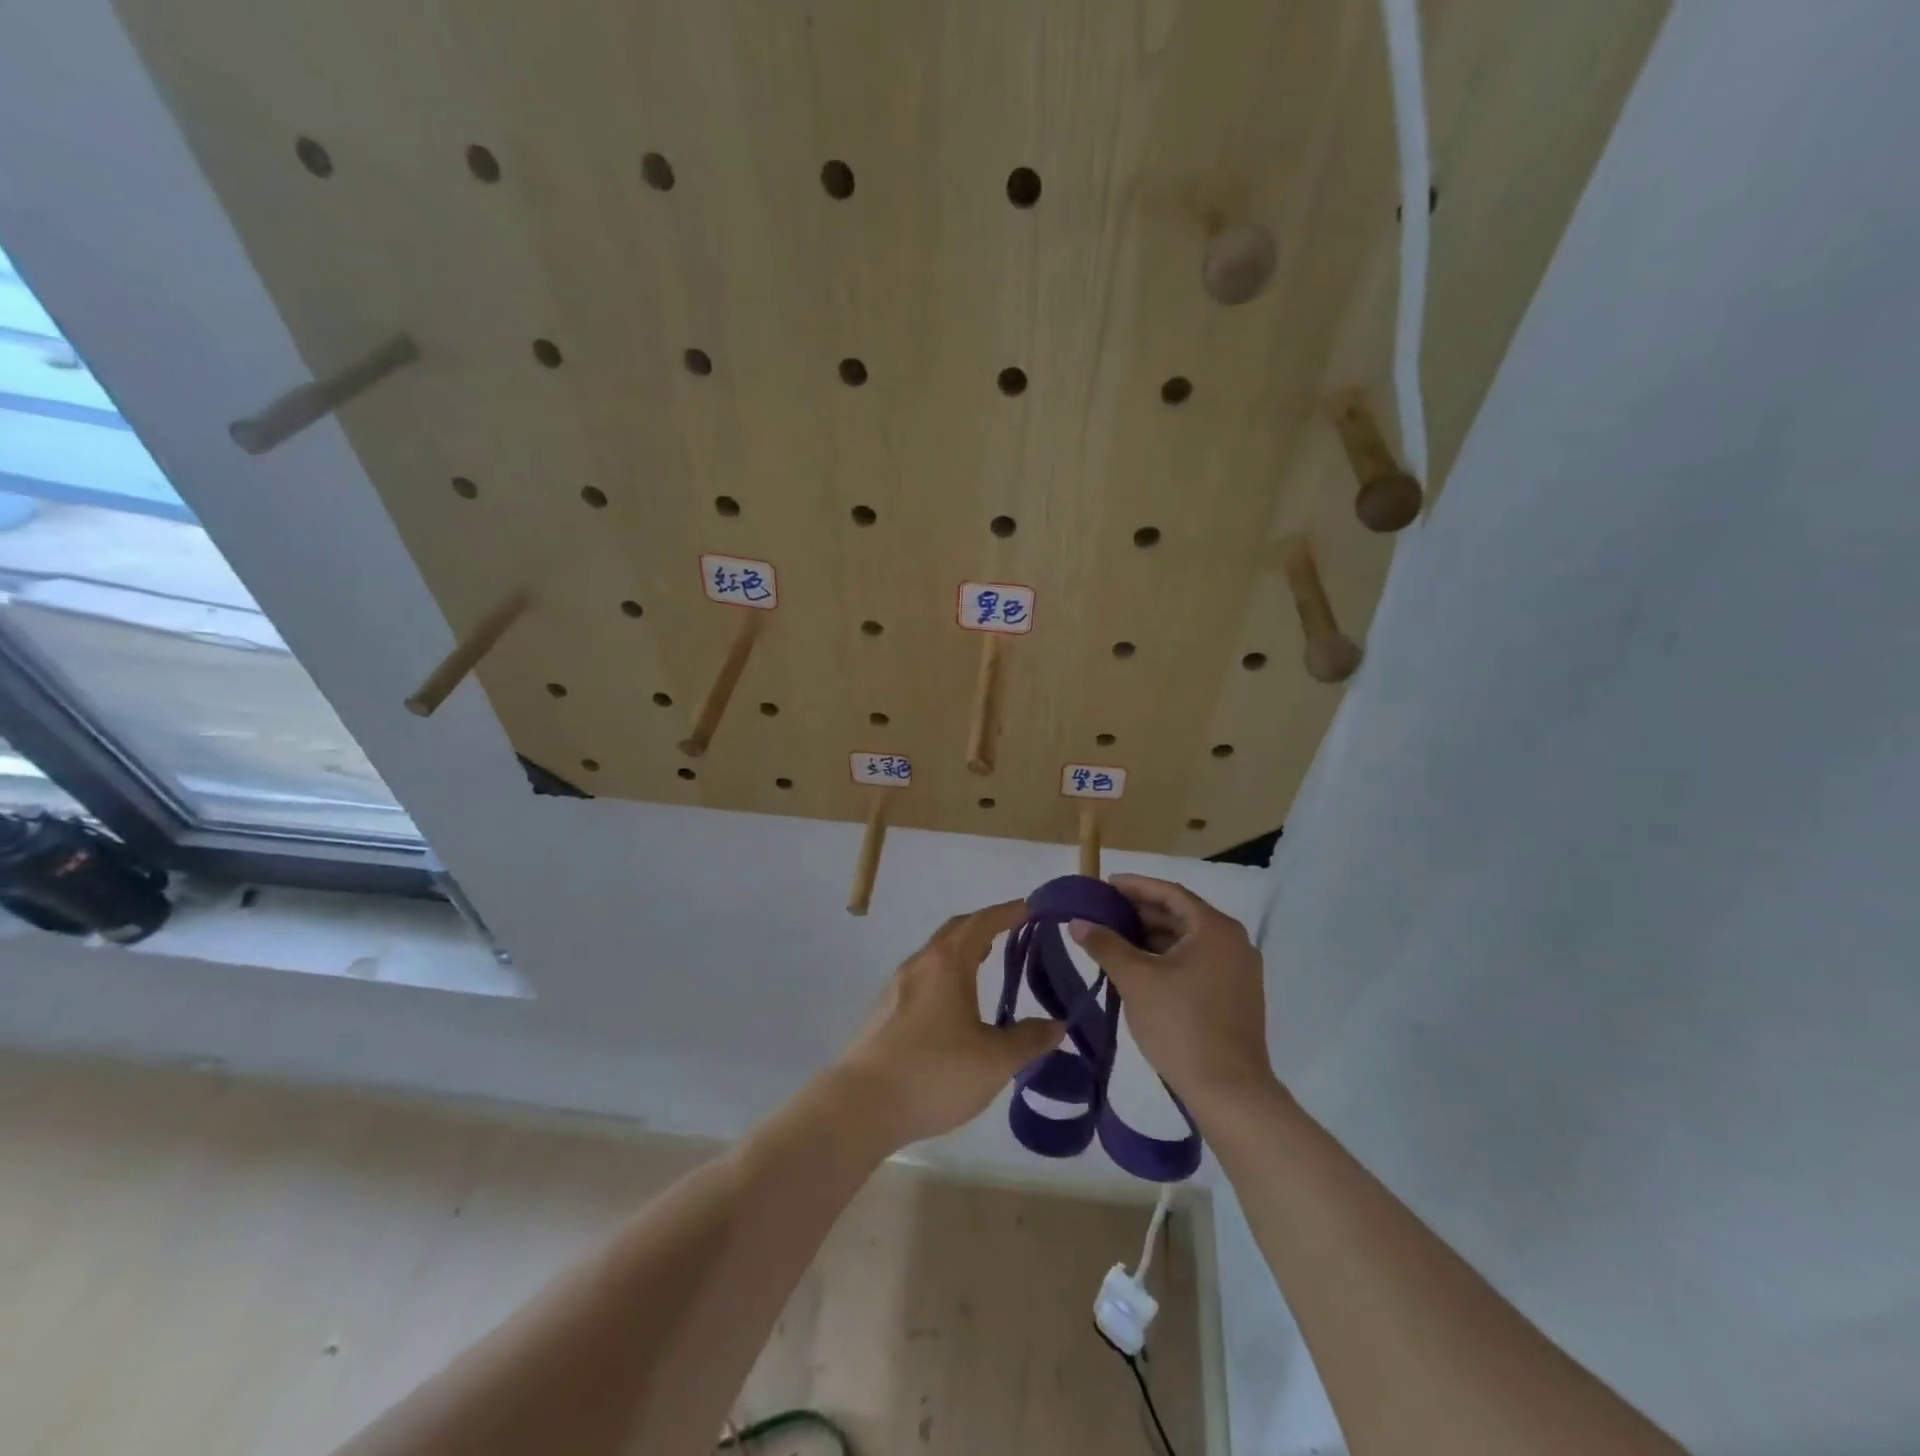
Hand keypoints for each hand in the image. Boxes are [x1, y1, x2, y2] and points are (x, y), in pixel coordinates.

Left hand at [834, 901, 1065, 1148]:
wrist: (861, 1105)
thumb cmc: (934, 1073)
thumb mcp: (994, 1061)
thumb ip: (1028, 1041)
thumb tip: (1056, 1025)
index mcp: (947, 963)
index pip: (982, 923)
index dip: (1009, 912)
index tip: (1031, 907)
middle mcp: (920, 964)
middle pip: (955, 931)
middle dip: (985, 924)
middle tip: (1013, 929)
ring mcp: (897, 986)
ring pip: (935, 954)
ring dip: (963, 949)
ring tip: (986, 961)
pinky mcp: (885, 1011)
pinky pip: (923, 976)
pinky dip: (946, 973)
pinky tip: (954, 1003)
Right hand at [1070, 875, 1276, 1111]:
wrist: (1228, 1090)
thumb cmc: (1181, 1025)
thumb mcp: (1136, 980)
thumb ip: (1105, 944)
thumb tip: (1078, 922)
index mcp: (1215, 929)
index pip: (1170, 893)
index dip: (1135, 886)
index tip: (1105, 885)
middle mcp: (1233, 942)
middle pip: (1180, 915)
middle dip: (1140, 912)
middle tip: (1104, 913)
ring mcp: (1238, 971)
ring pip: (1187, 941)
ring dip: (1151, 936)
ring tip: (1114, 939)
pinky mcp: (1234, 995)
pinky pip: (1196, 962)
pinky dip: (1167, 958)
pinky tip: (1139, 968)